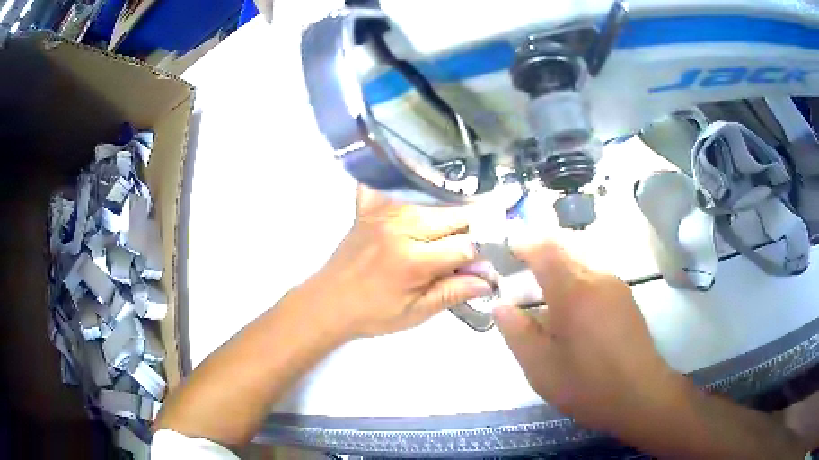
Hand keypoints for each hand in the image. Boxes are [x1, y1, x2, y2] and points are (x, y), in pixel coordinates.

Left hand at [304, 186, 493, 338]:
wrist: (327, 303)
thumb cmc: (372, 314)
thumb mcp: (415, 313)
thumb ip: (452, 292)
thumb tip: (488, 279)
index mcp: (413, 259)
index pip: (465, 245)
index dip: (487, 249)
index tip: (501, 249)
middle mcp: (401, 226)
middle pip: (454, 214)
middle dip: (479, 219)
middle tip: (499, 218)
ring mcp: (383, 212)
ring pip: (432, 197)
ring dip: (454, 203)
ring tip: (472, 209)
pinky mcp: (368, 207)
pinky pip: (390, 183)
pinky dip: (407, 180)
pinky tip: (423, 179)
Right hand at [494, 242, 684, 432]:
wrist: (640, 395)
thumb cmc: (587, 385)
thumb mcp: (541, 368)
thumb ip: (517, 333)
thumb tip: (501, 306)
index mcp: (574, 292)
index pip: (544, 249)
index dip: (522, 243)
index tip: (505, 250)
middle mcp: (597, 277)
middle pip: (565, 248)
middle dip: (539, 252)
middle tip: (519, 273)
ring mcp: (615, 285)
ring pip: (581, 259)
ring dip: (559, 266)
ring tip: (543, 293)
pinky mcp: (625, 297)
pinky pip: (594, 274)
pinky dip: (575, 278)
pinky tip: (571, 309)